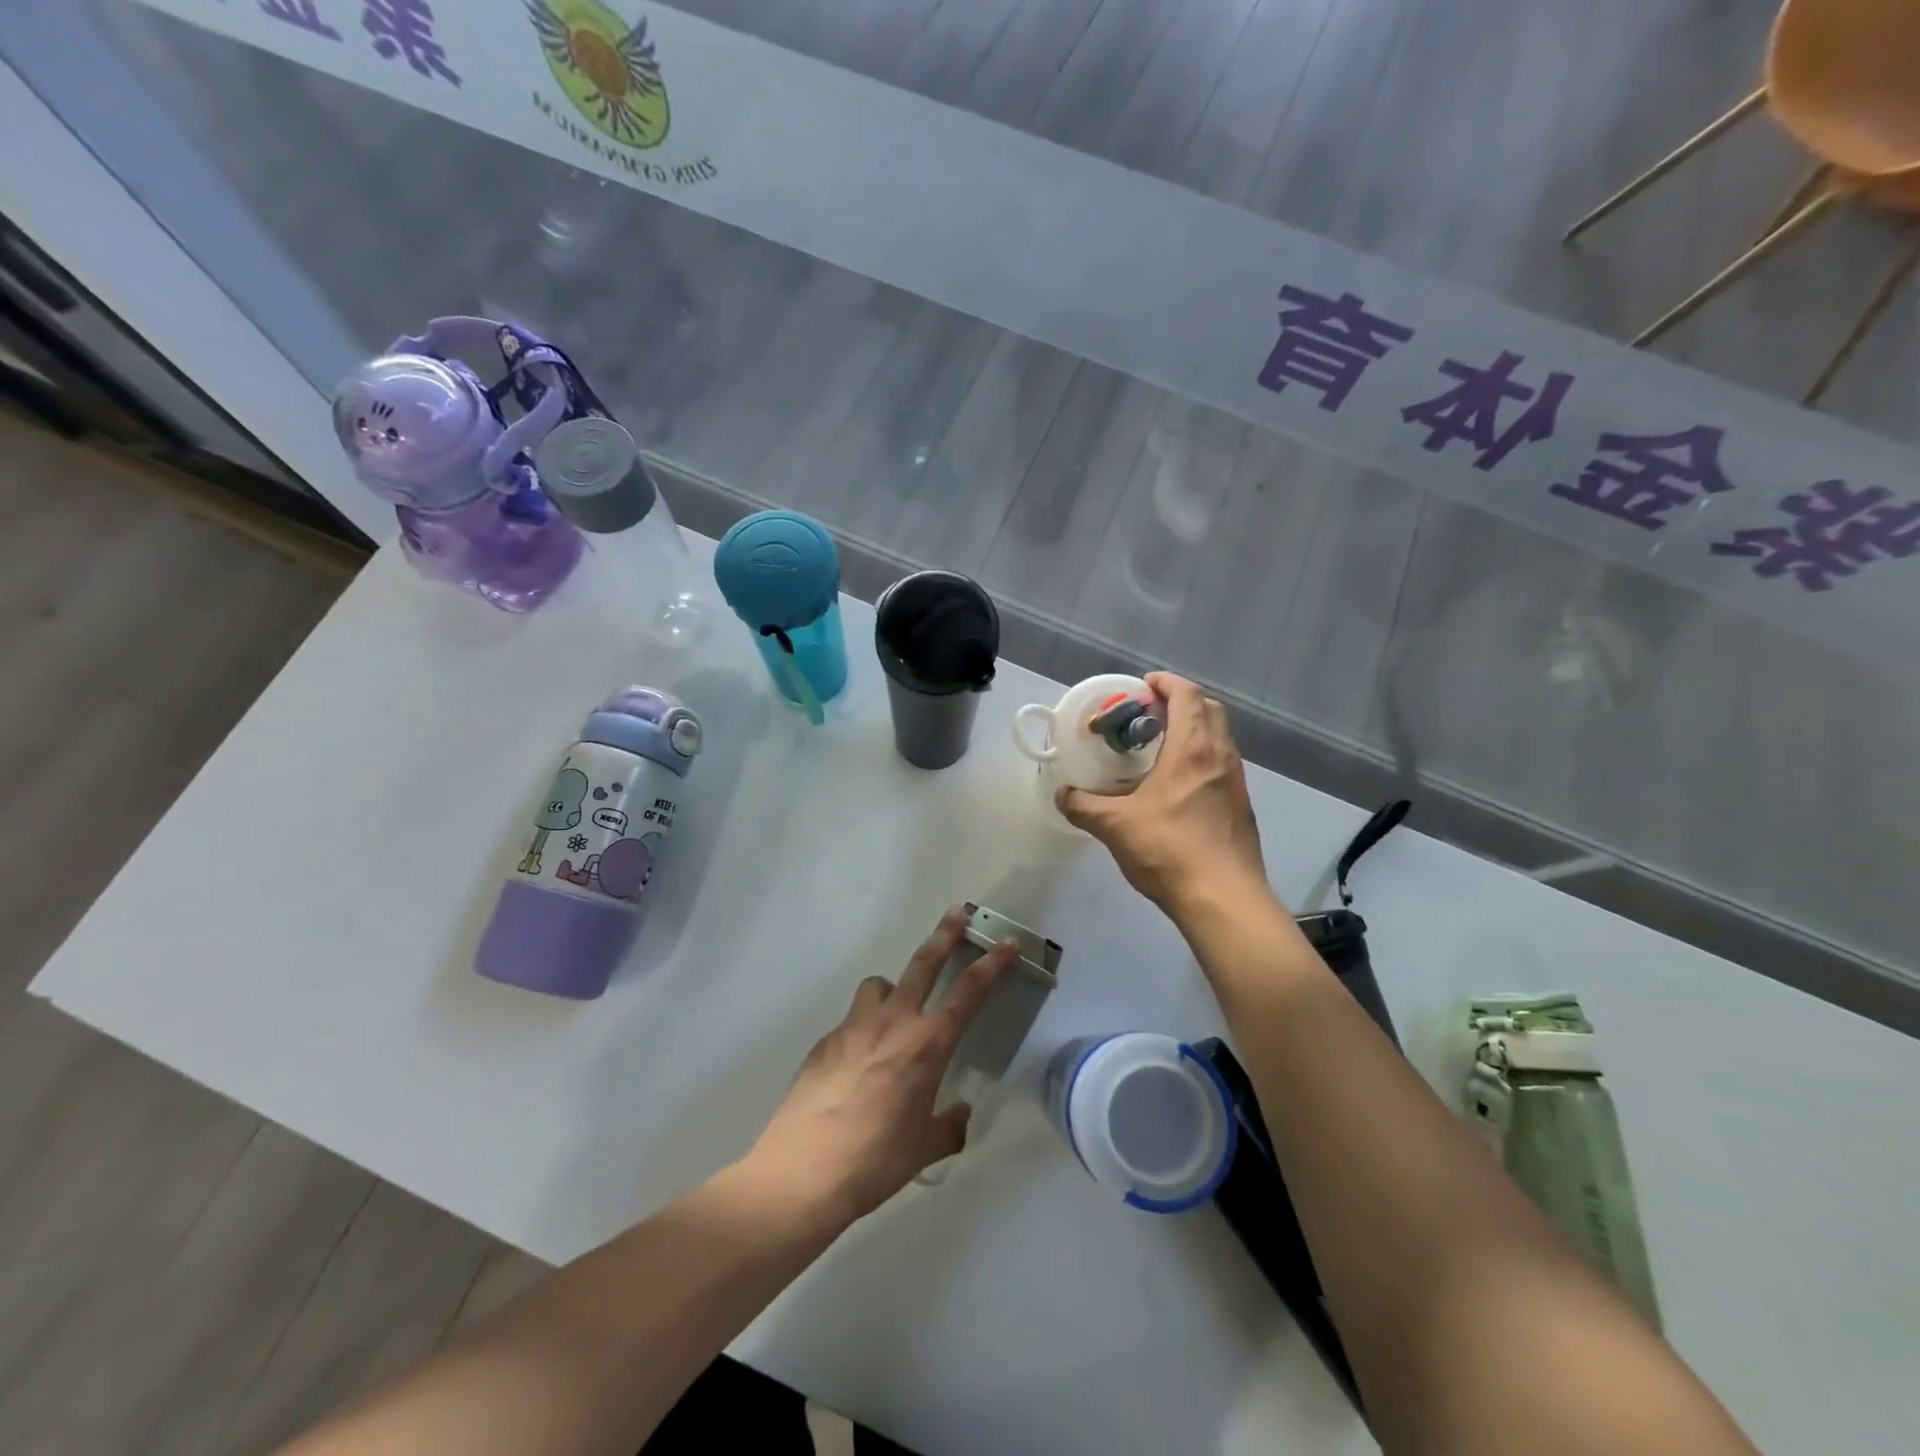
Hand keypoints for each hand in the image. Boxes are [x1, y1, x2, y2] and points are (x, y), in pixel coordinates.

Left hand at [749, 909, 1017, 1222]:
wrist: (803, 1171)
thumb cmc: (875, 1161)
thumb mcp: (924, 1148)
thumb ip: (949, 1126)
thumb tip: (960, 1113)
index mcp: (926, 1046)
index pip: (968, 993)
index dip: (991, 965)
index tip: (1006, 943)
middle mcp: (893, 1023)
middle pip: (924, 963)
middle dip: (945, 934)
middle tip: (957, 912)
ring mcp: (854, 1027)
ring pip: (880, 985)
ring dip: (893, 987)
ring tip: (895, 1011)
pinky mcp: (825, 1040)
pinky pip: (853, 1021)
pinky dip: (864, 1029)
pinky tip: (858, 1066)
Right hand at [1058, 672, 1267, 915]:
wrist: (1224, 899)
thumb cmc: (1169, 850)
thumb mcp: (1115, 826)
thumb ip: (1084, 806)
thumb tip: (1062, 795)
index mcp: (1193, 749)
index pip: (1188, 695)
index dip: (1167, 683)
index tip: (1144, 685)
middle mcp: (1221, 757)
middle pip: (1210, 710)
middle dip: (1182, 702)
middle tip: (1150, 713)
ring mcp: (1237, 783)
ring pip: (1220, 738)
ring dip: (1195, 730)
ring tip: (1161, 746)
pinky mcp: (1242, 807)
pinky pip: (1222, 765)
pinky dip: (1202, 758)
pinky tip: (1178, 785)